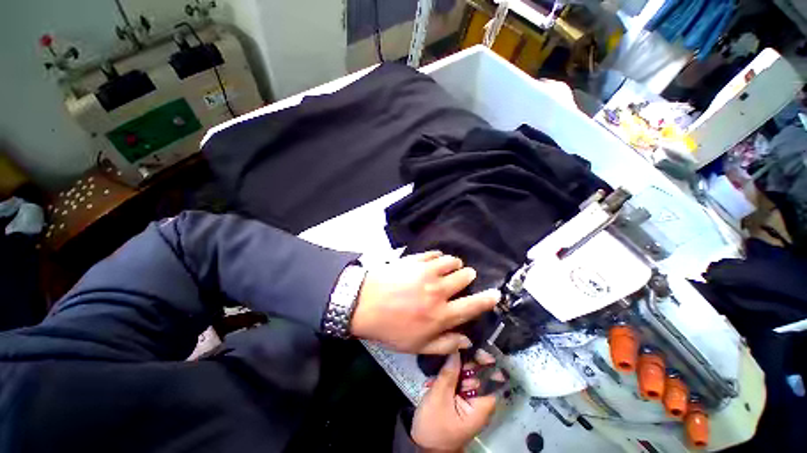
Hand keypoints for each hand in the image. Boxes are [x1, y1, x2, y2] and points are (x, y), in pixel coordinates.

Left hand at [350, 251, 499, 353]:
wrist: (363, 303)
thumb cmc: (389, 327)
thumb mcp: (416, 346)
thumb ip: (445, 344)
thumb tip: (466, 339)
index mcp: (441, 314)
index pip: (472, 306)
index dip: (487, 300)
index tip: (496, 294)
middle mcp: (438, 290)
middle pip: (464, 277)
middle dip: (468, 277)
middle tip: (464, 278)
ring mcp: (427, 272)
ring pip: (452, 261)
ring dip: (454, 264)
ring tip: (450, 267)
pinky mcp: (416, 260)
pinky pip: (435, 254)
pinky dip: (439, 256)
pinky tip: (435, 260)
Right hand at [412, 351, 498, 451]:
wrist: (423, 447)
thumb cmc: (434, 425)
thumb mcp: (439, 397)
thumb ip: (448, 373)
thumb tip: (456, 349)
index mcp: (481, 406)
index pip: (491, 379)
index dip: (485, 362)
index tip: (473, 347)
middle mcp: (479, 402)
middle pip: (477, 374)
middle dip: (463, 363)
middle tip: (449, 355)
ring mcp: (468, 401)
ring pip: (465, 375)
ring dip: (452, 370)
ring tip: (437, 371)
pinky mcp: (459, 399)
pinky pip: (457, 382)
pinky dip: (448, 377)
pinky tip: (434, 380)